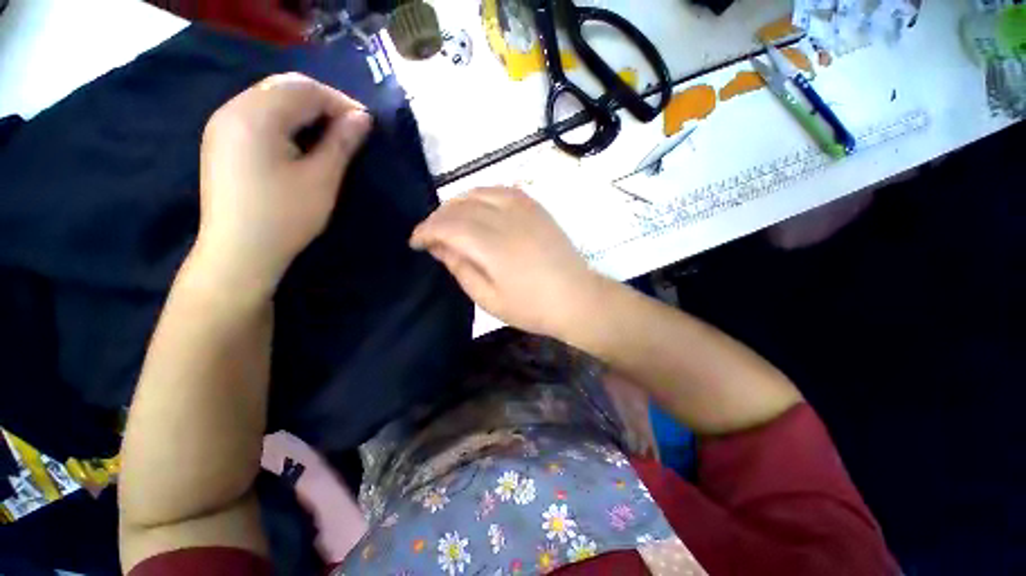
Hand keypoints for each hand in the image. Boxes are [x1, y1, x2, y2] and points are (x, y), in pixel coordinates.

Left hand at [194, 73, 371, 293]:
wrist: (239, 252)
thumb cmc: (285, 217)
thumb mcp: (322, 179)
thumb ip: (342, 143)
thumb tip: (363, 118)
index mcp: (256, 115)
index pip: (304, 88)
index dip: (340, 101)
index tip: (366, 124)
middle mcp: (233, 109)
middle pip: (284, 87)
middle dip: (322, 102)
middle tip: (350, 128)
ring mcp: (222, 124)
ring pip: (270, 98)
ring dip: (305, 110)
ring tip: (330, 135)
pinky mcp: (221, 141)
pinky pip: (258, 114)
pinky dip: (286, 120)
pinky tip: (301, 141)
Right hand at [410, 187, 598, 336]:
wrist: (577, 298)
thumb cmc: (532, 307)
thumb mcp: (488, 299)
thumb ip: (461, 269)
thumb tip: (439, 247)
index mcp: (492, 246)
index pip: (447, 225)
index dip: (426, 231)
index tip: (415, 242)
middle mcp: (506, 219)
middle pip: (461, 206)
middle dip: (438, 218)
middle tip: (431, 235)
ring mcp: (524, 209)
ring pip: (479, 192)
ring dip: (458, 203)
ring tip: (451, 220)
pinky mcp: (537, 208)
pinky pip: (502, 190)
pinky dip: (483, 195)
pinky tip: (479, 207)